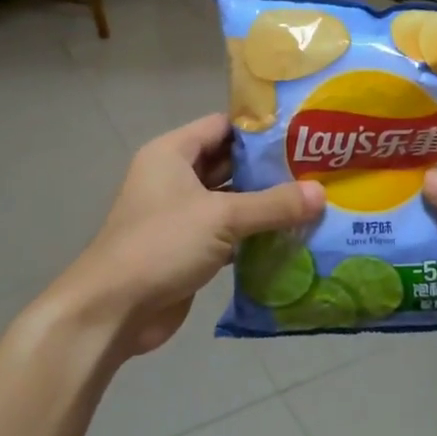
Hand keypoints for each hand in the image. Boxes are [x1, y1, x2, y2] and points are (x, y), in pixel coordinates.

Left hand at [47, 115, 323, 369]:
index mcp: (172, 153)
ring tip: (314, 200)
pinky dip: (255, 235)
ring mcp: (181, 215)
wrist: (115, 309)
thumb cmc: (162, 245)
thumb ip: (273, 204)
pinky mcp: (189, 249)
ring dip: (266, 204)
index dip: (261, 128)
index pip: (222, 126)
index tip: (303, 133)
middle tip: (318, 168)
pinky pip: (229, 233)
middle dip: (270, 168)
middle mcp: (175, 178)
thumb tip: (321, 194)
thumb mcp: (222, 217)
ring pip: (231, 201)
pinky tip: (293, 236)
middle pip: (229, 163)